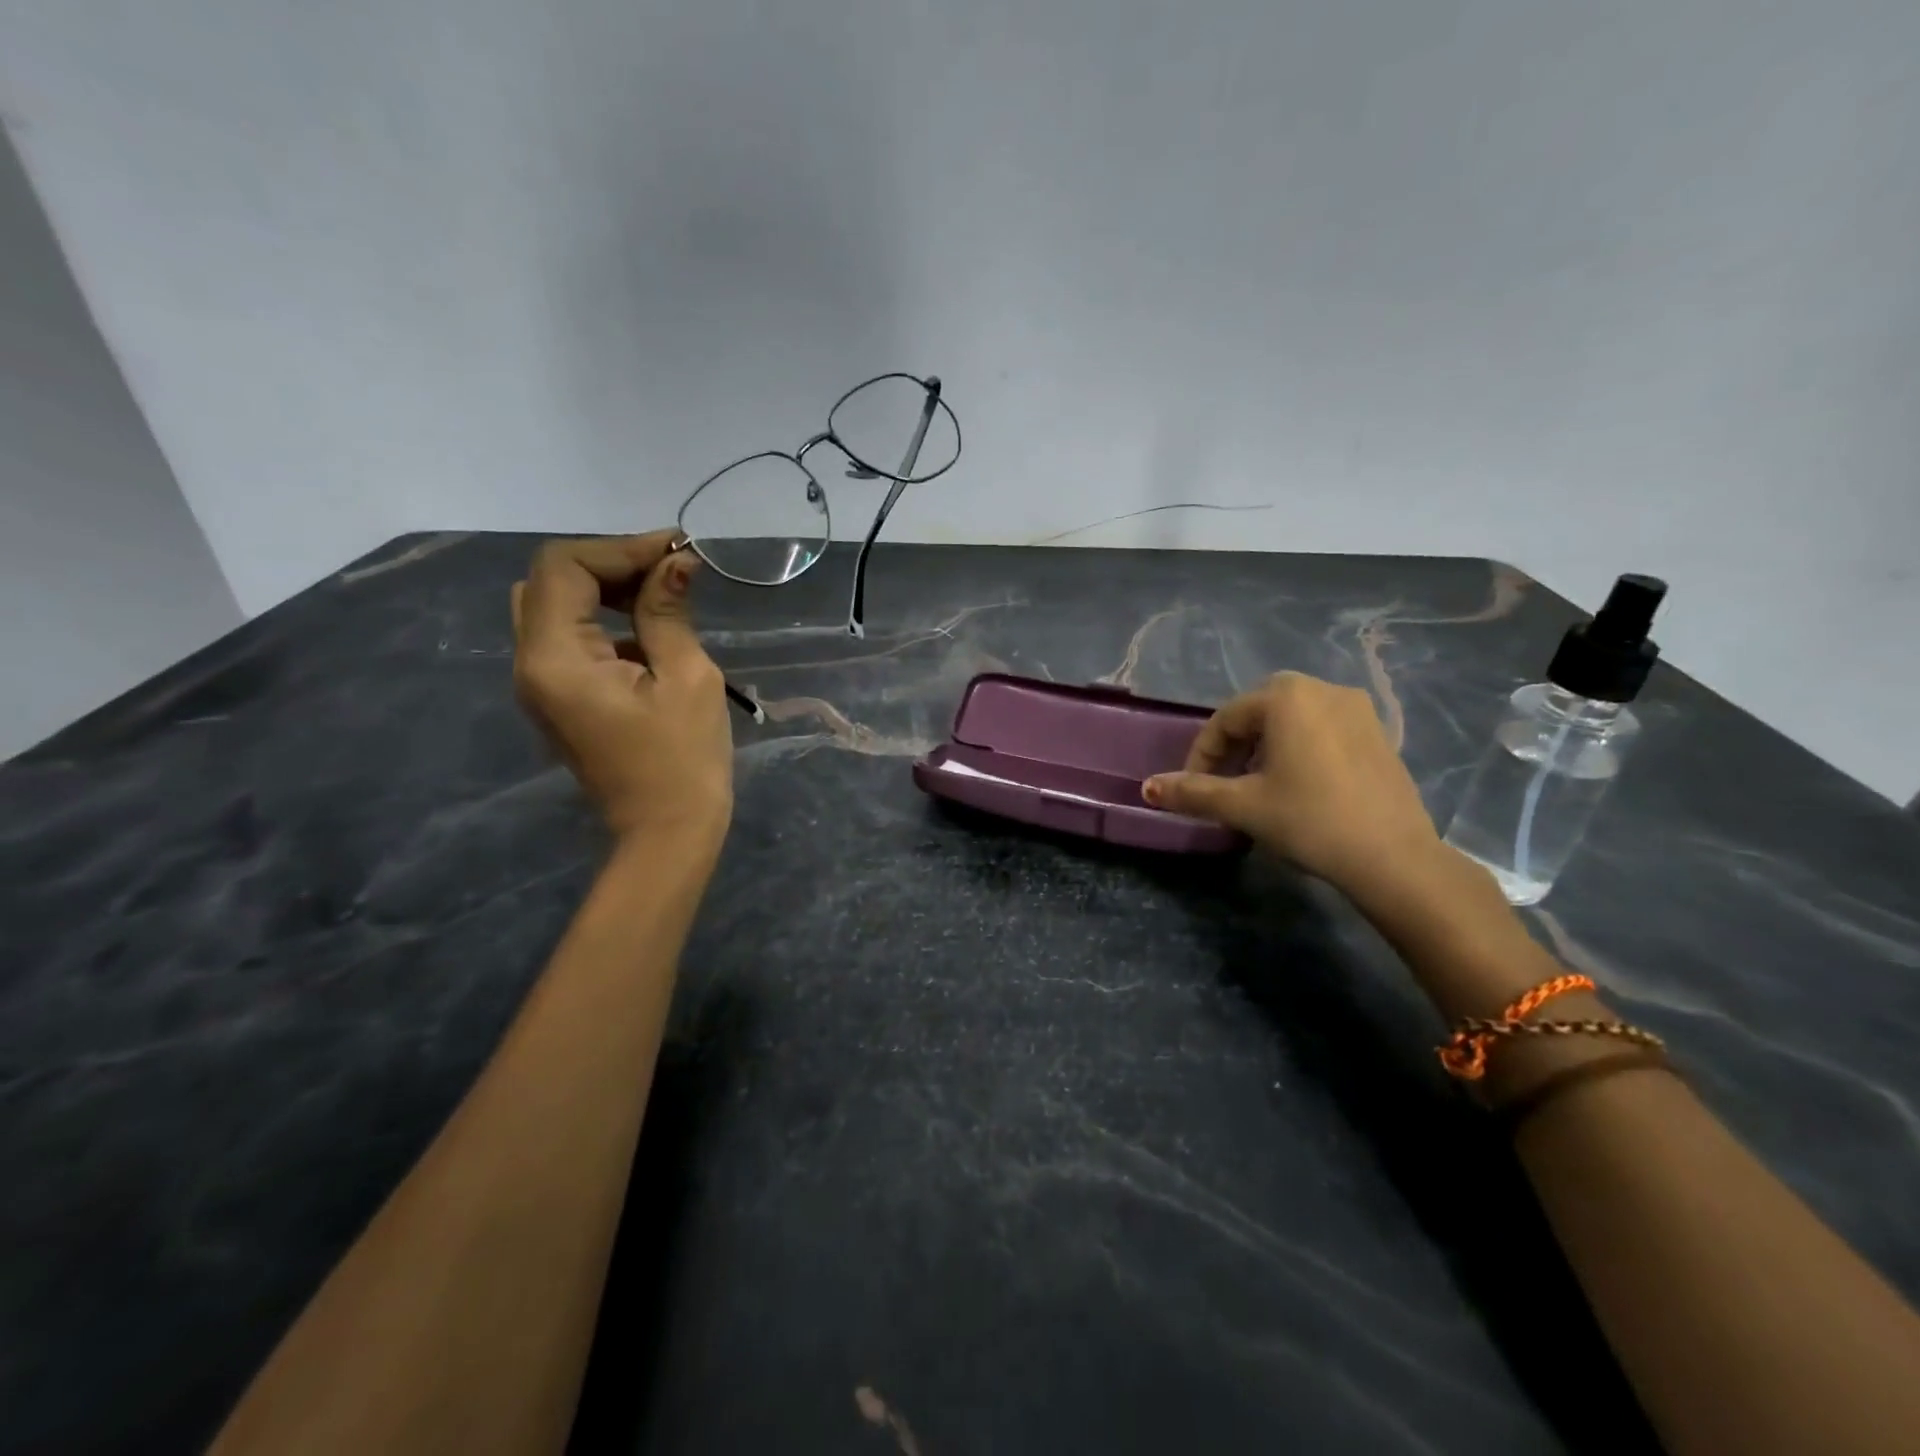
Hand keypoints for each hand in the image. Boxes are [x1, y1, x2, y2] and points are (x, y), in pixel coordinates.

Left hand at [511, 533, 731, 840]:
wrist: (666, 832)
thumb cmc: (684, 759)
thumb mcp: (686, 678)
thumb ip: (668, 612)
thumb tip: (676, 561)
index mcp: (556, 659)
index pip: (563, 567)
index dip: (620, 548)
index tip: (677, 553)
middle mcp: (530, 665)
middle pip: (549, 581)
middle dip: (609, 563)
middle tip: (668, 572)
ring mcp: (539, 684)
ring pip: (552, 606)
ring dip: (603, 589)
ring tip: (662, 594)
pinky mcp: (557, 697)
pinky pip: (566, 637)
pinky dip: (601, 618)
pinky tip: (648, 630)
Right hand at [1143, 672, 1446, 907]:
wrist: (1394, 858)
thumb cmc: (1309, 819)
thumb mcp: (1242, 805)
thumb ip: (1191, 792)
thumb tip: (1146, 788)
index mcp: (1286, 696)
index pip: (1225, 720)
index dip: (1202, 755)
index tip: (1194, 789)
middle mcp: (1323, 689)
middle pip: (1259, 714)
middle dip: (1234, 749)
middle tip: (1223, 786)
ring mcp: (1358, 709)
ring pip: (1292, 721)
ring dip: (1265, 749)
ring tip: (1257, 787)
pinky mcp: (1380, 732)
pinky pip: (1323, 730)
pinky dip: (1299, 750)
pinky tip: (1299, 786)